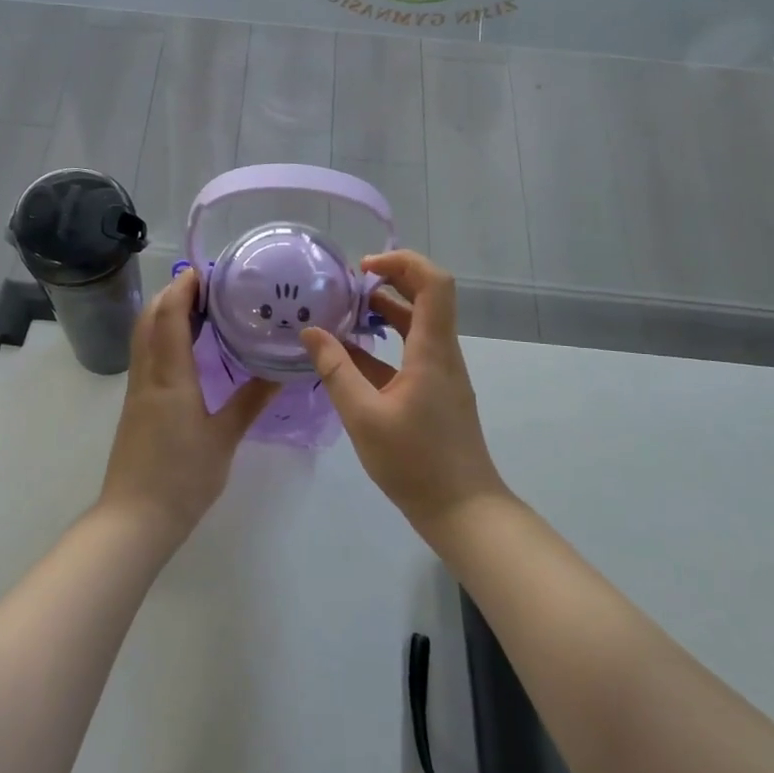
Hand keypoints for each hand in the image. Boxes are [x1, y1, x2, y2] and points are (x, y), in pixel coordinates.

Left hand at [99, 268, 275, 550]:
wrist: (135, 519)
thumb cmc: (182, 478)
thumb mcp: (224, 439)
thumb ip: (251, 401)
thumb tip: (281, 371)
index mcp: (169, 376)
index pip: (169, 315)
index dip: (184, 287)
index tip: (208, 271)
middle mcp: (148, 374)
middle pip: (150, 318)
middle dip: (173, 294)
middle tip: (209, 287)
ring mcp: (137, 389)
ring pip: (144, 335)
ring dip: (166, 313)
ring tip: (202, 309)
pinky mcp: (136, 404)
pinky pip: (147, 355)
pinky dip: (163, 336)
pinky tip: (188, 348)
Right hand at [300, 250, 509, 539]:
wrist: (462, 510)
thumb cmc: (415, 462)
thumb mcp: (363, 416)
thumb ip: (335, 371)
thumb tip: (311, 332)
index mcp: (432, 351)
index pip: (434, 283)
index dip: (402, 262)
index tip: (363, 268)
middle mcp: (442, 353)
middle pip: (427, 296)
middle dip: (389, 280)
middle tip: (348, 285)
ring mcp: (441, 372)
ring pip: (418, 324)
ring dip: (385, 310)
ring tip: (344, 312)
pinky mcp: (435, 391)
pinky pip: (411, 351)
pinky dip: (384, 343)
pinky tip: (350, 354)